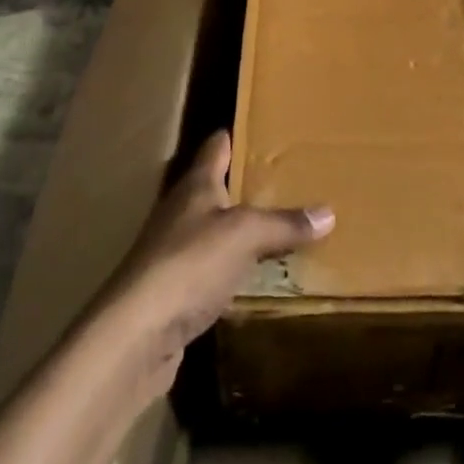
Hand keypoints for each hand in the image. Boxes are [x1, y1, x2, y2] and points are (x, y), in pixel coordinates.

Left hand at [98, 131, 333, 394]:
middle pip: (216, 187)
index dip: (238, 135)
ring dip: (240, 230)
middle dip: (247, 184)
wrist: (134, 335)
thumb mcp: (245, 235)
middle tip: (288, 180)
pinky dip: (232, 270)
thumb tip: (328, 212)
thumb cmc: (189, 264)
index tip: (265, 129)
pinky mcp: (172, 291)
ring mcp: (173, 251)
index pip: (217, 146)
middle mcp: (181, 210)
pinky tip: (254, 278)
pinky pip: (210, 270)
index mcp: (196, 184)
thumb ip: (284, 223)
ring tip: (280, 227)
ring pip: (214, 230)